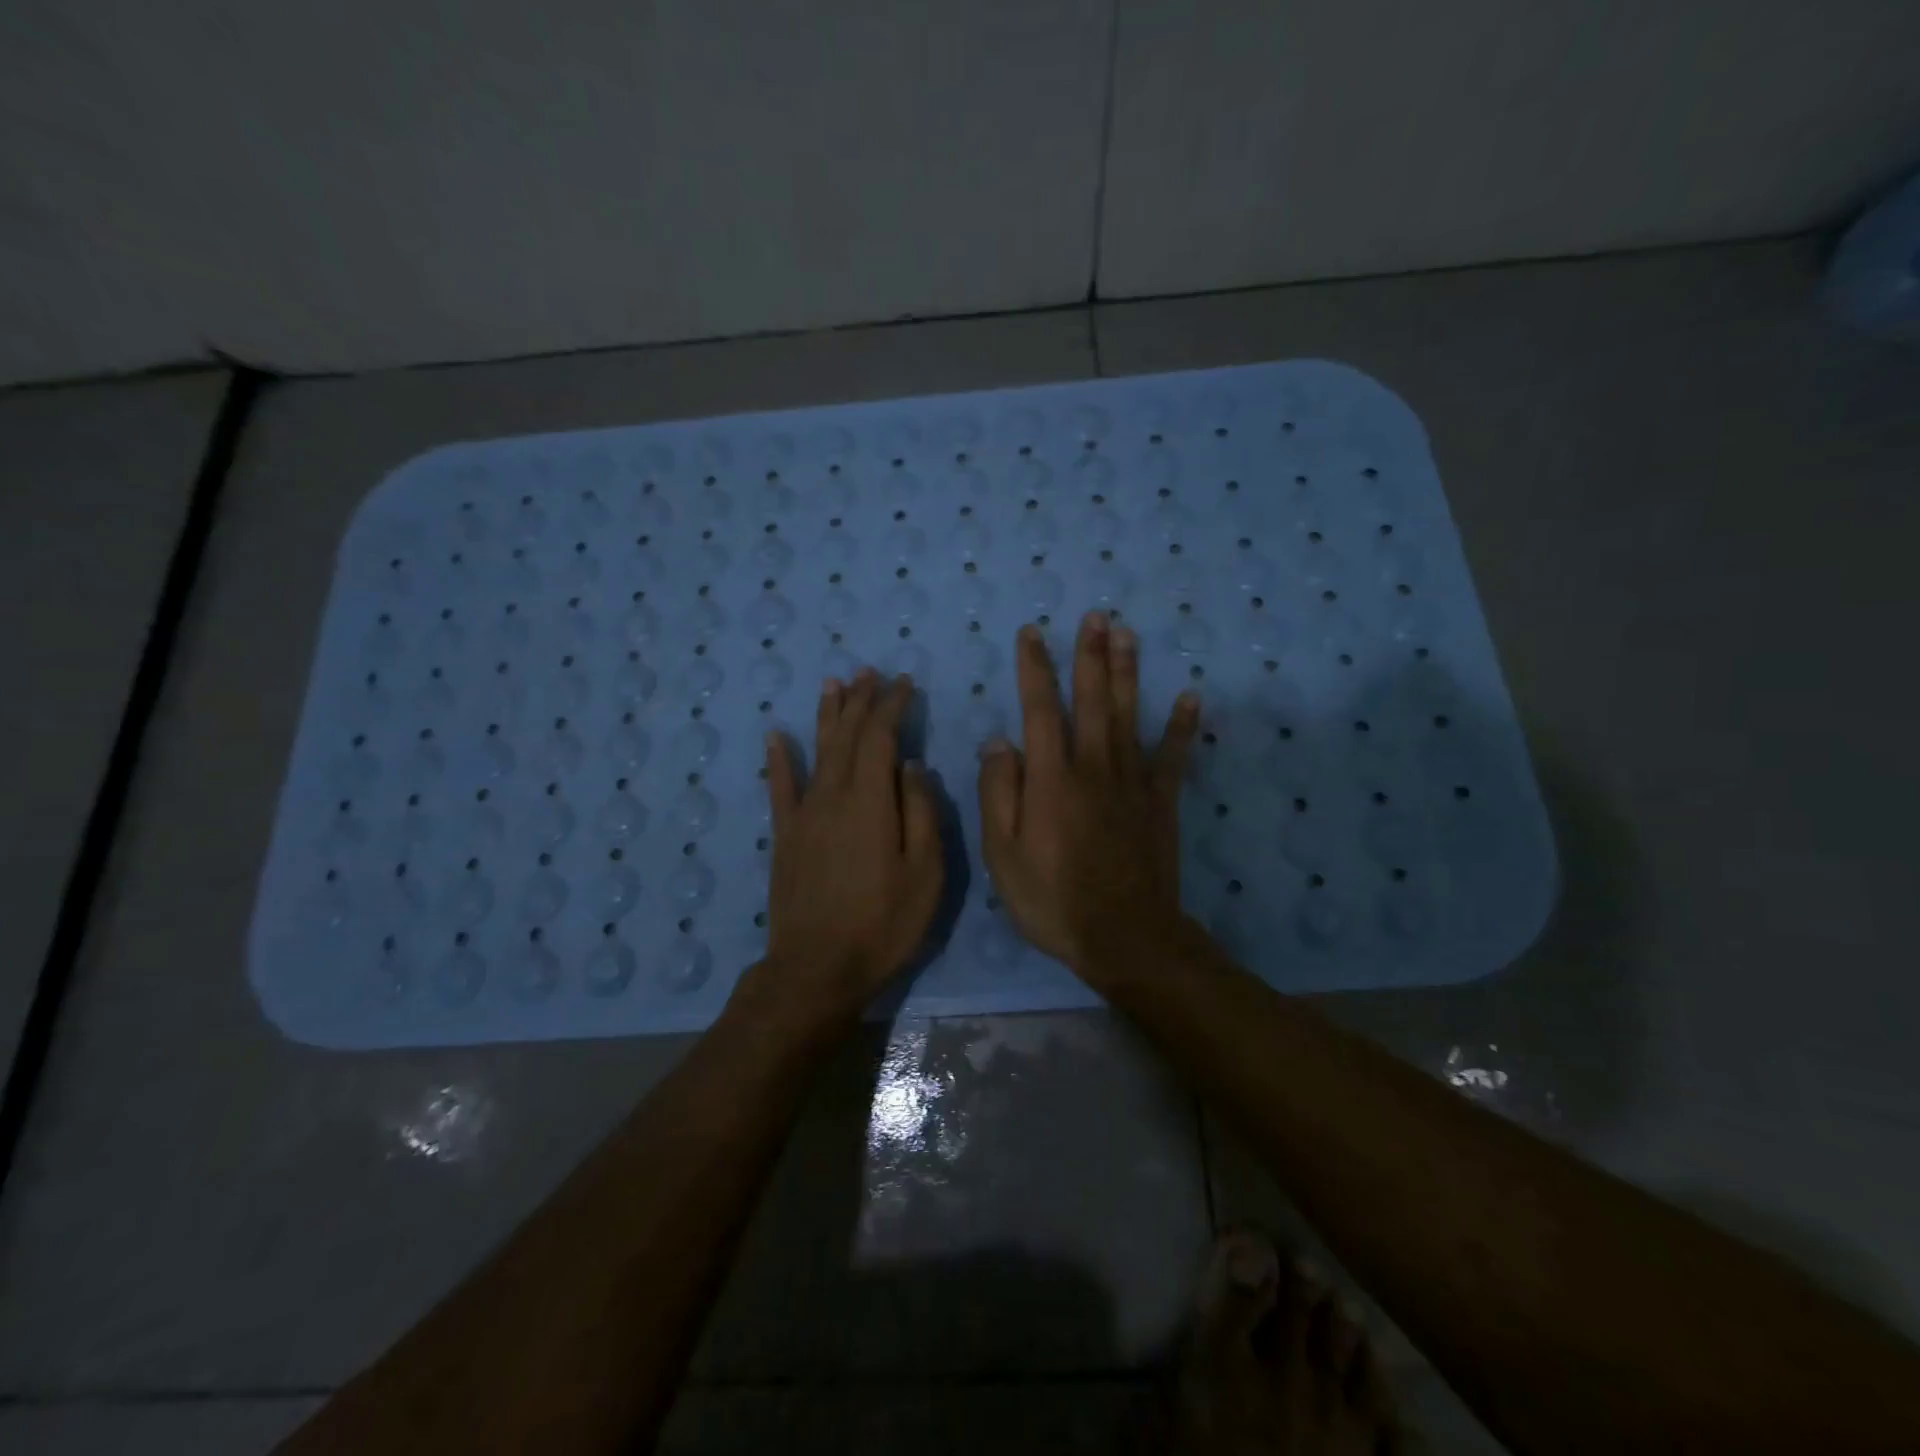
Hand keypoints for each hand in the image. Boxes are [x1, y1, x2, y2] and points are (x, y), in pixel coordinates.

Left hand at [742, 670, 942, 1030]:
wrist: (817, 968)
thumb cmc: (884, 924)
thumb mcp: (926, 874)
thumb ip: (922, 814)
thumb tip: (912, 766)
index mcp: (871, 802)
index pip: (881, 738)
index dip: (892, 706)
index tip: (904, 684)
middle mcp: (833, 796)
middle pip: (847, 737)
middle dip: (861, 701)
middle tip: (870, 673)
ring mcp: (804, 815)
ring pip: (817, 751)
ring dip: (827, 716)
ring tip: (833, 685)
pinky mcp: (785, 836)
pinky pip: (780, 788)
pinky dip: (779, 759)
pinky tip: (777, 735)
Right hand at [977, 614, 1198, 977]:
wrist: (1123, 937)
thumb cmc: (1052, 899)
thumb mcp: (1003, 854)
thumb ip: (999, 793)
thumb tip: (1000, 741)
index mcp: (1051, 779)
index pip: (1041, 710)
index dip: (1035, 668)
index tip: (1032, 633)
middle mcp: (1093, 767)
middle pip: (1093, 700)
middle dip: (1091, 655)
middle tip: (1096, 615)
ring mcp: (1132, 783)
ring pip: (1129, 716)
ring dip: (1128, 672)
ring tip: (1128, 634)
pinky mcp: (1161, 803)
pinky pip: (1173, 757)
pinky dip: (1182, 726)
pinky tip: (1191, 696)